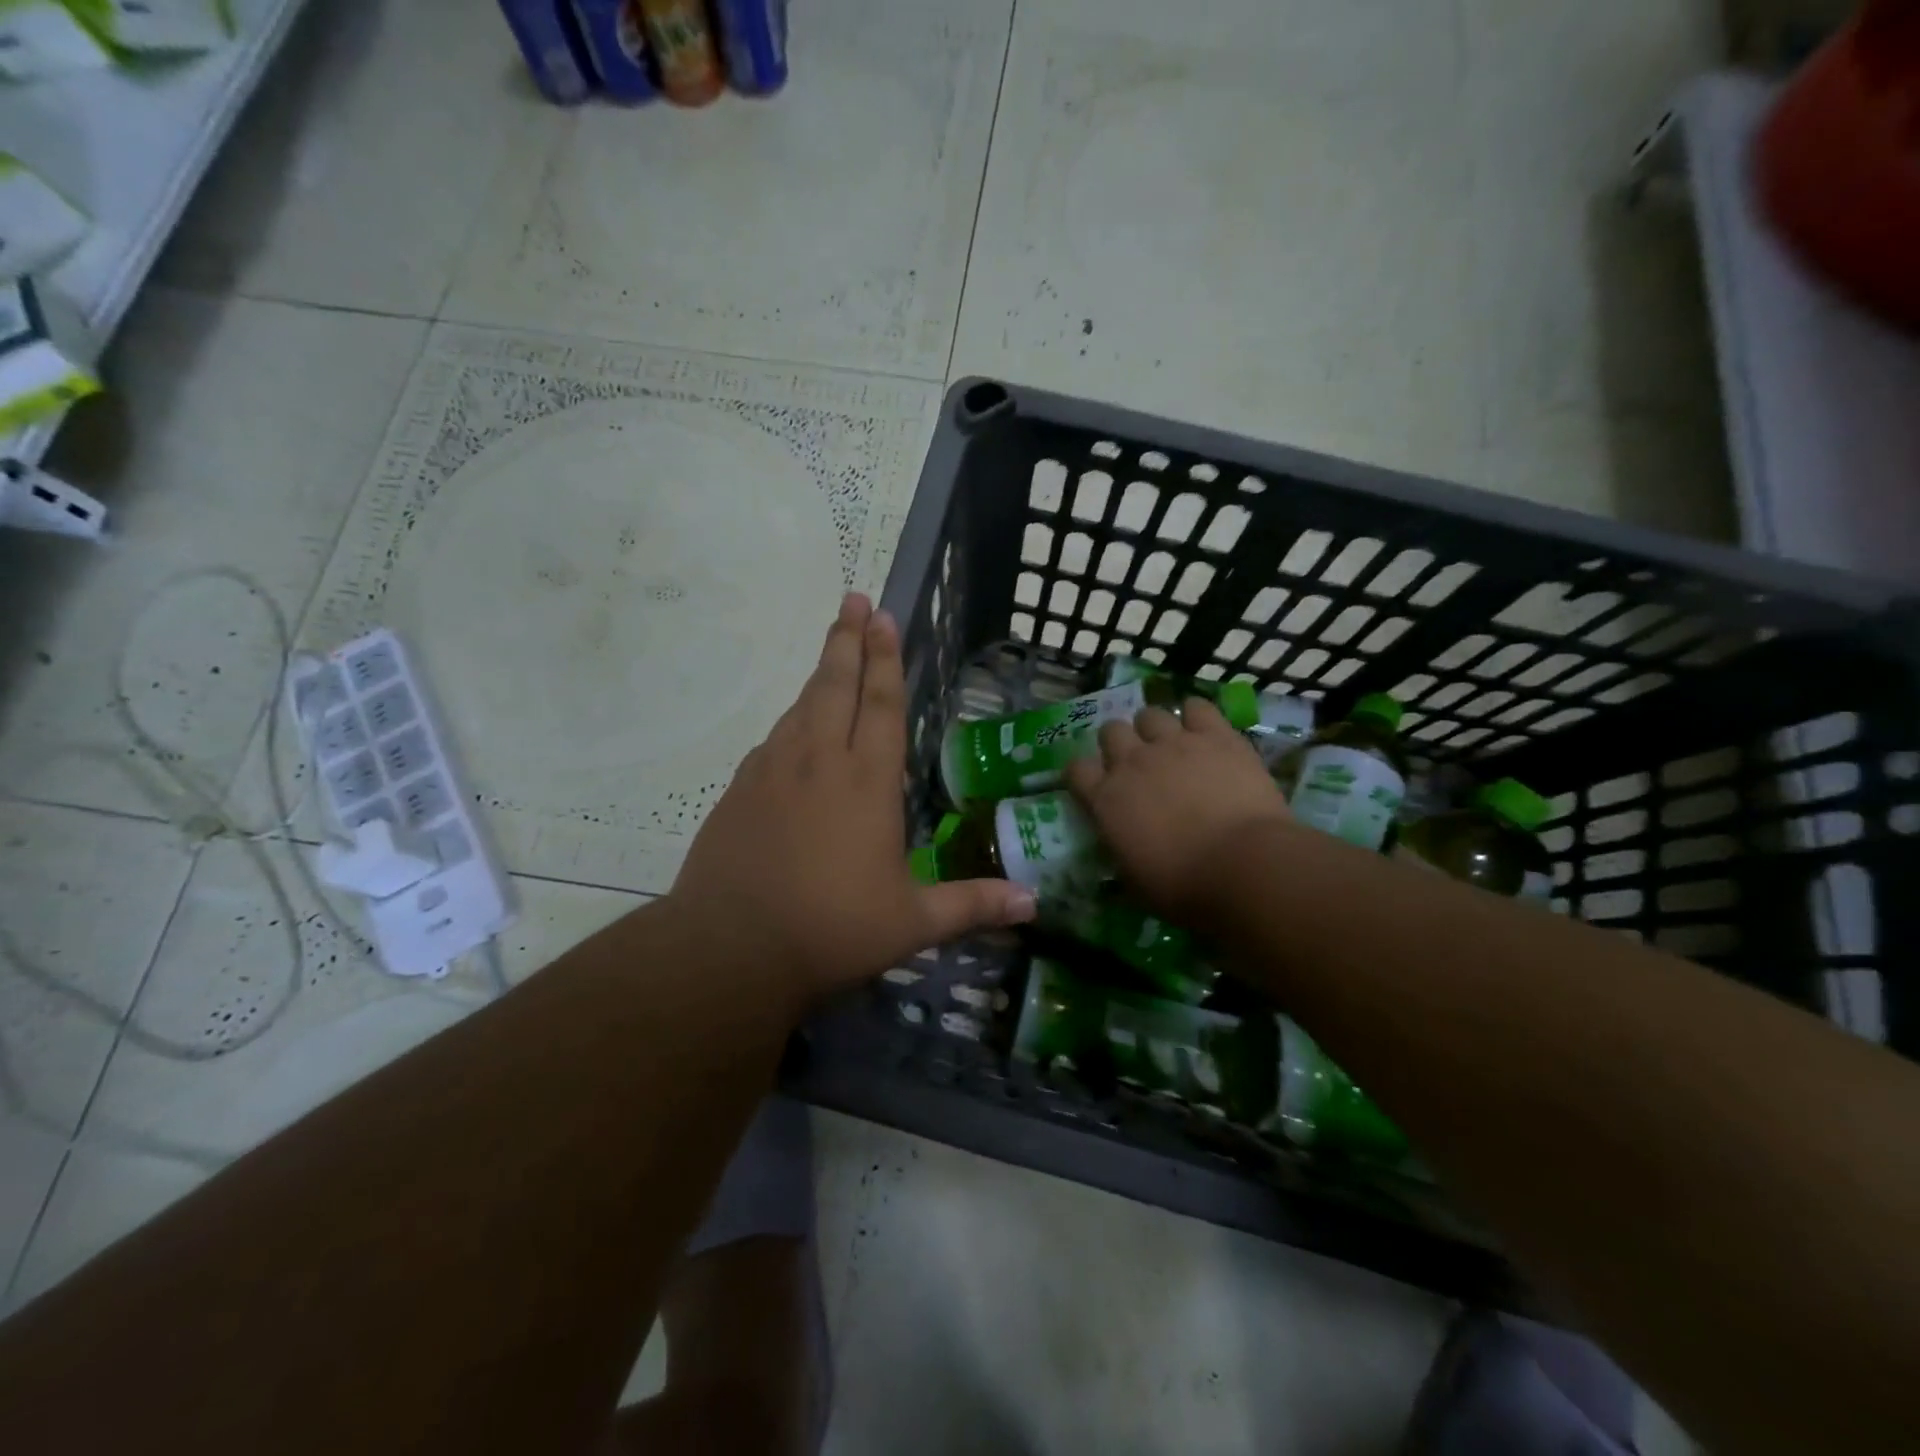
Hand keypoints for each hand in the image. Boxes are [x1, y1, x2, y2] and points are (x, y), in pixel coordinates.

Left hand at [669, 593, 1035, 1003]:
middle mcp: (819, 761)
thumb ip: (973, 904)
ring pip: (800, 707)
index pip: (882, 704)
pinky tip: (792, 728)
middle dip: (848, 640)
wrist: (730, 950)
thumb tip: (1034, 903)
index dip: (885, 658)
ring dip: (819, 674)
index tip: (882, 615)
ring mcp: (773, 772)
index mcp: (866, 782)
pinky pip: (773, 740)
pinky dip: (790, 721)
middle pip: (835, 685)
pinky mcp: (739, 791)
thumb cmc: (831, 930)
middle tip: (853, 599)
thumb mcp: (912, 923)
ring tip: (832, 650)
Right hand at [1065, 697, 1294, 926]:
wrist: (1242, 866)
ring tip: (1171, 745)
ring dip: (1155, 728)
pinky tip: (1204, 730)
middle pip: (1111, 731)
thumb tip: (1121, 843)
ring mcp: (1173, 743)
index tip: (1096, 785)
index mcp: (1105, 799)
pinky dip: (1197, 715)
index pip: (1076, 769)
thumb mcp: (1133, 879)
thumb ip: (1120, 848)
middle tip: (1138, 763)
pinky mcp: (1215, 735)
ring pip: (1150, 714)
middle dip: (1120, 743)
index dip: (1085, 775)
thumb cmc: (1182, 887)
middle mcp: (1132, 762)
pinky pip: (1198, 707)